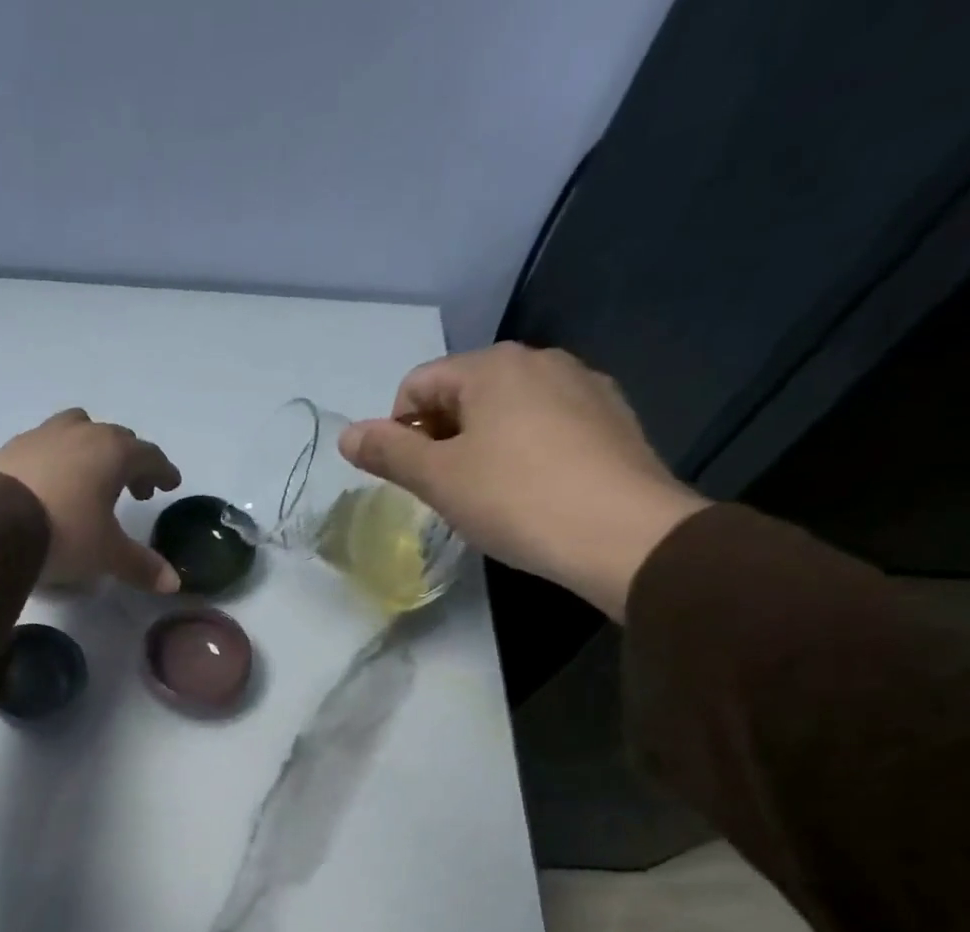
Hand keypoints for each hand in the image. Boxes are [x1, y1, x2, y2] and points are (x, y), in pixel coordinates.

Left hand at [0, 409, 183, 592]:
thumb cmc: (65, 533)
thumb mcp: (107, 554)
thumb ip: (141, 566)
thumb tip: (173, 584)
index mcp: (114, 452)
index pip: (149, 455)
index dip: (163, 471)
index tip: (170, 484)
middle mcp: (82, 433)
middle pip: (116, 439)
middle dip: (131, 462)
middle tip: (135, 490)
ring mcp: (43, 434)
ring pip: (79, 429)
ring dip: (92, 449)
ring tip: (91, 477)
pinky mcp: (12, 447)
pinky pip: (46, 444)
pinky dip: (59, 457)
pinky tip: (52, 482)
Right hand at [337, 344, 708, 619]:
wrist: (623, 535)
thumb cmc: (516, 500)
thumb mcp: (438, 479)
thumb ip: (388, 453)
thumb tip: (346, 435)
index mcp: (492, 366)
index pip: (417, 385)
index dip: (398, 431)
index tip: (412, 478)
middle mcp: (539, 360)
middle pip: (462, 393)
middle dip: (441, 438)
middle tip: (446, 490)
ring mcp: (583, 385)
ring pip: (505, 410)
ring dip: (481, 446)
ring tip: (489, 495)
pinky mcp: (612, 418)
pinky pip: (546, 426)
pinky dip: (524, 452)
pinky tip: (532, 492)